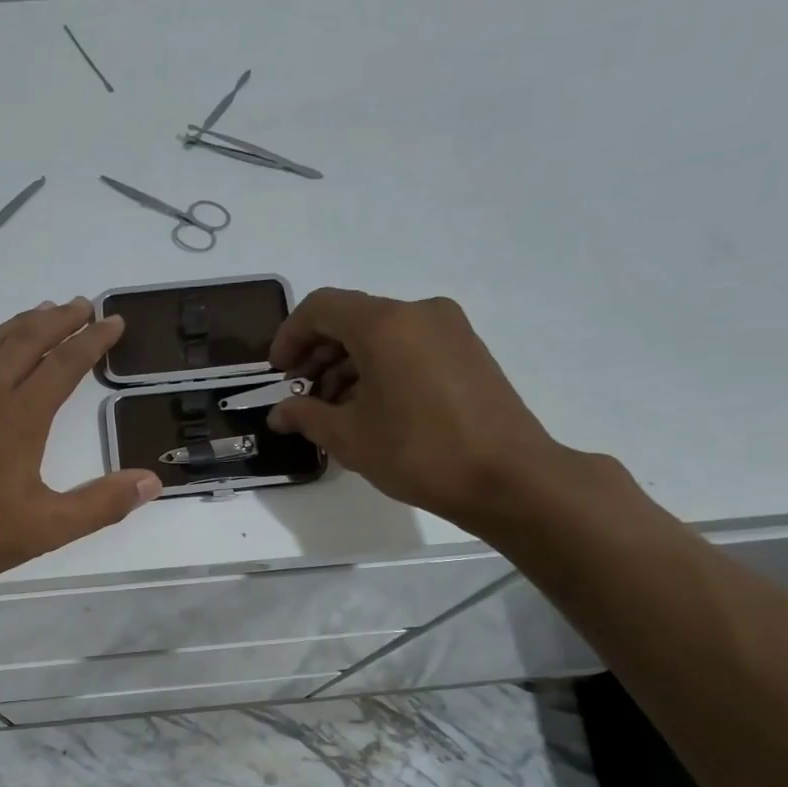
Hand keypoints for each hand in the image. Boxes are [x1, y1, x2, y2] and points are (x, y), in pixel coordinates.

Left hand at [0, 298, 162, 585]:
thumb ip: (102, 504)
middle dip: (60, 320)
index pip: (65, 365)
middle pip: (27, 340)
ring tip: (41, 313)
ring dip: (19, 324)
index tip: (114, 323)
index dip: (93, 341)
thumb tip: (151, 482)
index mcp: (21, 416)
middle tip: (82, 306)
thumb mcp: (48, 528)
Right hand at [267, 289, 576, 531]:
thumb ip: (306, 416)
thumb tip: (279, 413)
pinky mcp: (468, 349)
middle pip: (352, 318)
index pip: (321, 308)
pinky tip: (372, 407)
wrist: (508, 478)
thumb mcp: (350, 437)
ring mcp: (449, 329)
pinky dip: (380, 366)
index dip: (290, 336)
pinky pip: (409, 345)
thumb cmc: (419, 453)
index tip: (279, 373)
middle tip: (302, 394)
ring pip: (382, 333)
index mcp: (385, 325)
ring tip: (334, 409)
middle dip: (318, 353)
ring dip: (348, 363)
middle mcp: (418, 313)